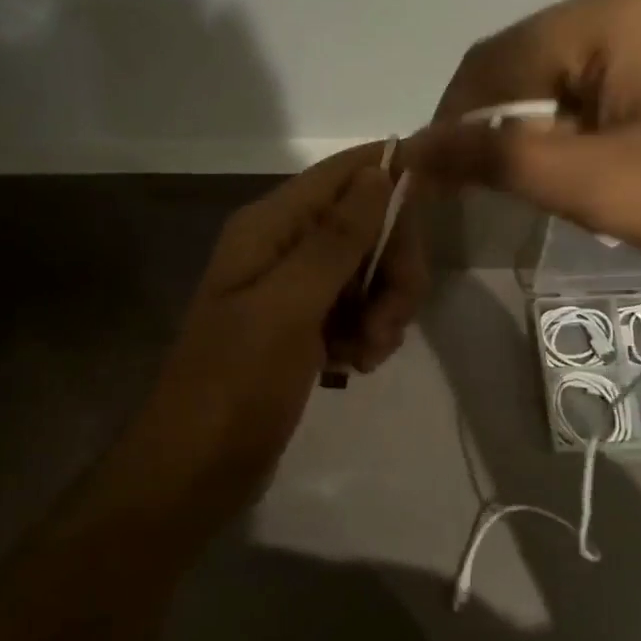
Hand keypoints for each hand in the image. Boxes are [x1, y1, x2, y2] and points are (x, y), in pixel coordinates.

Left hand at [121, 144, 424, 520]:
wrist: (195, 470)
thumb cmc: (235, 384)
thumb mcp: (287, 307)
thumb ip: (336, 239)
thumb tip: (378, 171)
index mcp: (269, 227)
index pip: (343, 174)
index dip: (392, 170)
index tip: (444, 184)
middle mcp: (283, 247)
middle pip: (366, 226)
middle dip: (392, 267)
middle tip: (391, 320)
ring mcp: (294, 290)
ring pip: (369, 272)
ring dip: (383, 309)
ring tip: (368, 353)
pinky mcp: (304, 328)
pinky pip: (357, 310)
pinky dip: (367, 333)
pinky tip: (357, 364)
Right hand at [408, 0, 640, 285]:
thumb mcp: (596, 185)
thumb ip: (498, 160)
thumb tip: (414, 147)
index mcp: (603, 14)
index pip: (488, 63)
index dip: (449, 123)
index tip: (435, 184)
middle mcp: (625, 0)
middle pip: (520, 62)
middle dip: (495, 128)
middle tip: (493, 194)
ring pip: (555, 74)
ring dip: (534, 129)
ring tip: (550, 185)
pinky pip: (595, 80)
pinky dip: (572, 123)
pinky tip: (591, 163)